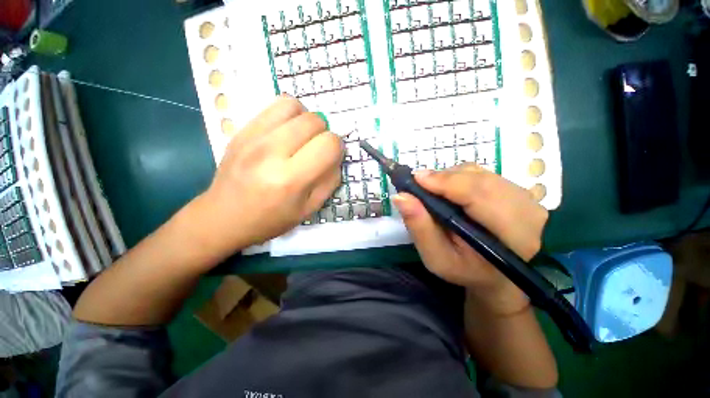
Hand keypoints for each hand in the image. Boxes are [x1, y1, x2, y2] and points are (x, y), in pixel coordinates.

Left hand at [192, 95, 343, 258]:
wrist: (224, 217)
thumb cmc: (271, 219)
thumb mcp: (310, 208)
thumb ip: (330, 180)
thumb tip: (336, 155)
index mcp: (291, 179)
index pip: (329, 143)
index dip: (337, 147)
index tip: (331, 156)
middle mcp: (271, 152)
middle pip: (314, 120)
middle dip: (324, 133)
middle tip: (316, 149)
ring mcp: (252, 137)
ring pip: (293, 105)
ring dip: (306, 119)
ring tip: (301, 137)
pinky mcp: (241, 130)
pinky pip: (273, 106)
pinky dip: (288, 115)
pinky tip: (285, 133)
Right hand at [393, 164, 547, 313]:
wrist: (496, 275)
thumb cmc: (465, 270)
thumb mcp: (436, 258)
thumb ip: (419, 228)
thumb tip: (400, 196)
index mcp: (513, 237)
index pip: (480, 196)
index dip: (447, 183)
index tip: (416, 178)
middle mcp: (528, 212)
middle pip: (481, 180)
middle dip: (445, 177)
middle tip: (419, 182)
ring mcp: (527, 199)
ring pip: (481, 173)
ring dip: (451, 177)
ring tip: (432, 188)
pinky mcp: (518, 192)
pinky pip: (484, 174)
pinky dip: (460, 177)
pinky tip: (449, 189)